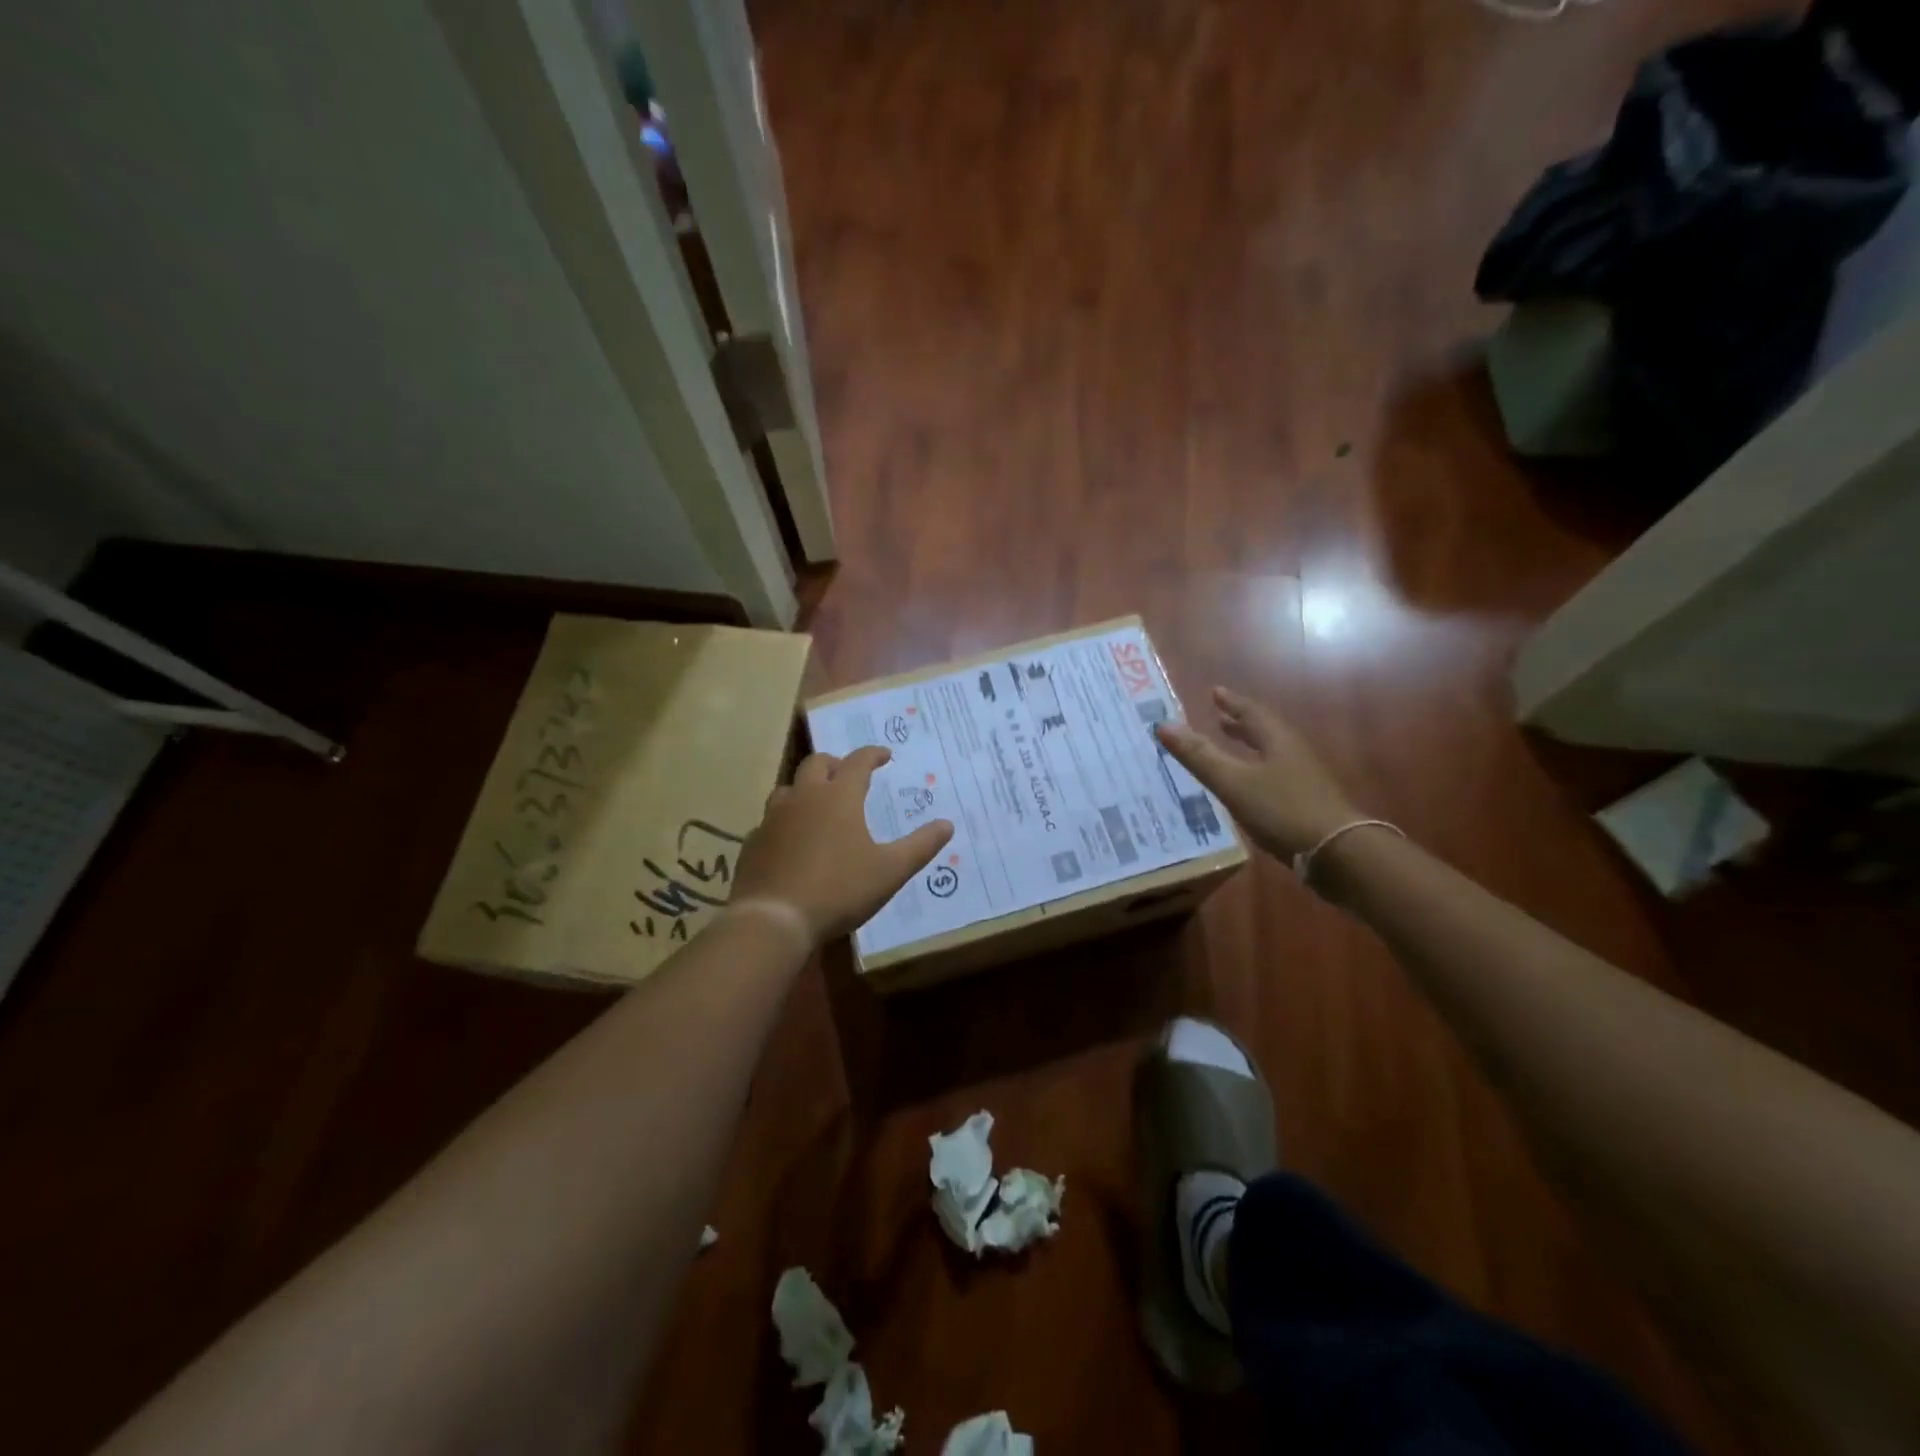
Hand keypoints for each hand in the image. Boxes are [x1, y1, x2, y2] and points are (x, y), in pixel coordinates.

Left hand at [729, 746, 954, 944]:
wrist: (773, 919)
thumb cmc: (839, 890)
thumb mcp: (890, 871)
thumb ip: (920, 846)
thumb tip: (947, 825)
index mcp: (839, 797)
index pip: (858, 761)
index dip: (873, 754)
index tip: (885, 755)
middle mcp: (804, 797)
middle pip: (817, 763)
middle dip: (835, 763)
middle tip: (848, 774)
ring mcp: (773, 818)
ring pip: (788, 788)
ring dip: (805, 788)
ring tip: (817, 804)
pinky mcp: (754, 842)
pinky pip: (770, 821)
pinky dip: (785, 821)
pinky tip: (791, 841)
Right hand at [1155, 687, 1358, 861]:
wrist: (1337, 853)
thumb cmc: (1282, 810)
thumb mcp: (1233, 782)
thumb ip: (1199, 755)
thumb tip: (1164, 725)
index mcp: (1277, 740)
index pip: (1251, 712)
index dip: (1231, 702)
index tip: (1215, 692)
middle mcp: (1292, 753)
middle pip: (1264, 731)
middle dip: (1240, 723)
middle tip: (1219, 717)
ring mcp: (1304, 778)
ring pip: (1271, 753)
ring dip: (1249, 746)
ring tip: (1231, 747)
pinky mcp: (1307, 802)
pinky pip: (1275, 775)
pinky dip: (1256, 769)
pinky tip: (1248, 786)